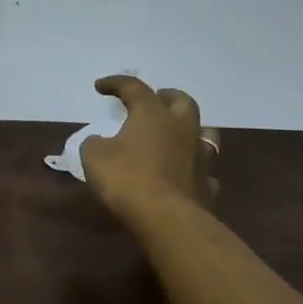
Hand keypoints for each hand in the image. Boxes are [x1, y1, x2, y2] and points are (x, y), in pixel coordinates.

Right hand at [79, 76, 220, 225]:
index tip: (100, 87)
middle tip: (155, 100)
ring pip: (205, 132)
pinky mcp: (208, 185)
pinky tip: (186, 174)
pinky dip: (195, 168)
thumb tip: (100, 143)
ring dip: (190, 129)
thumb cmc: (127, 179)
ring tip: (177, 134)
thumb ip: (95, 144)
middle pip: (182, 101)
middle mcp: (182, 128)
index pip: (134, 88)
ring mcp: (200, 156)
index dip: (115, 83)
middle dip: (167, 96)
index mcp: (152, 114)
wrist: (167, 219)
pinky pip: (205, 170)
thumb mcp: (94, 157)